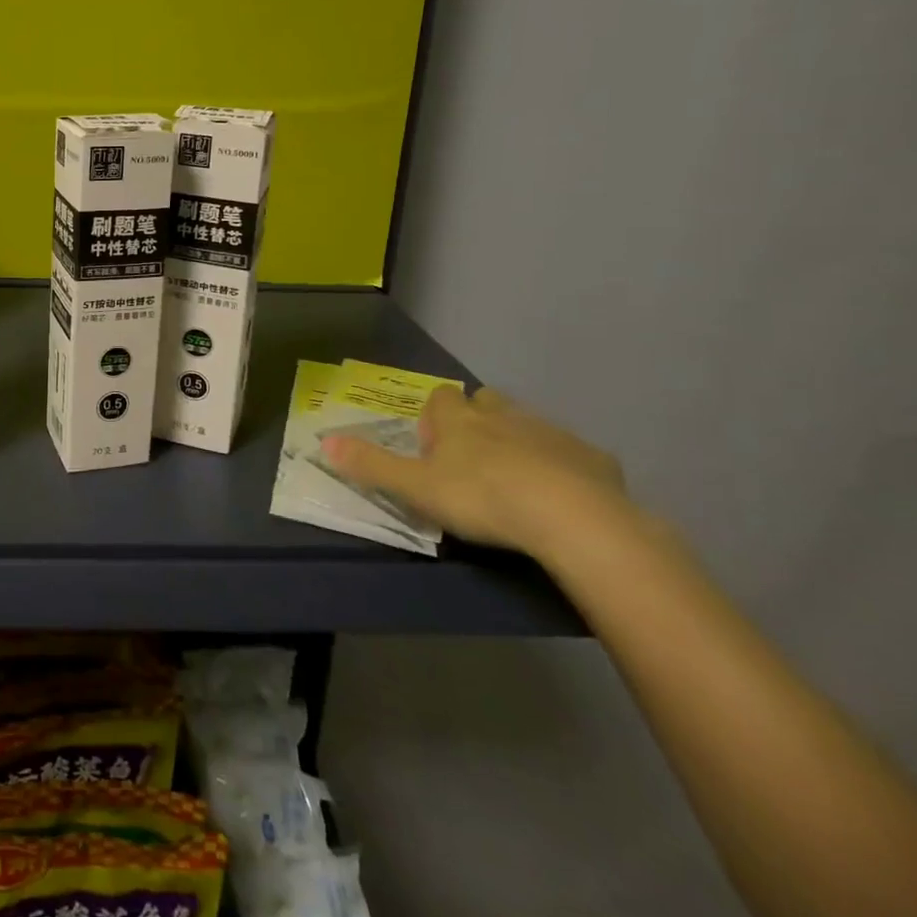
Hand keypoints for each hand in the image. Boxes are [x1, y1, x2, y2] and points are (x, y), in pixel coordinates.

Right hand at [319, 386, 629, 558]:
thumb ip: (371, 465)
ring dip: (518, 443)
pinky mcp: (593, 459)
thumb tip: (323, 441)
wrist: (572, 518)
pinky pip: (572, 456)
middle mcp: (503, 416)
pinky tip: (563, 499)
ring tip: (515, 481)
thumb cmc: (482, 497)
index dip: (435, 417)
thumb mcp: (415, 487)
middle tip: (472, 458)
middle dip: (478, 419)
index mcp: (460, 420)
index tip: (434, 446)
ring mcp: (551, 434)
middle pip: (486, 402)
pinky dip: (563, 469)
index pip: (441, 398)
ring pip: (528, 425)